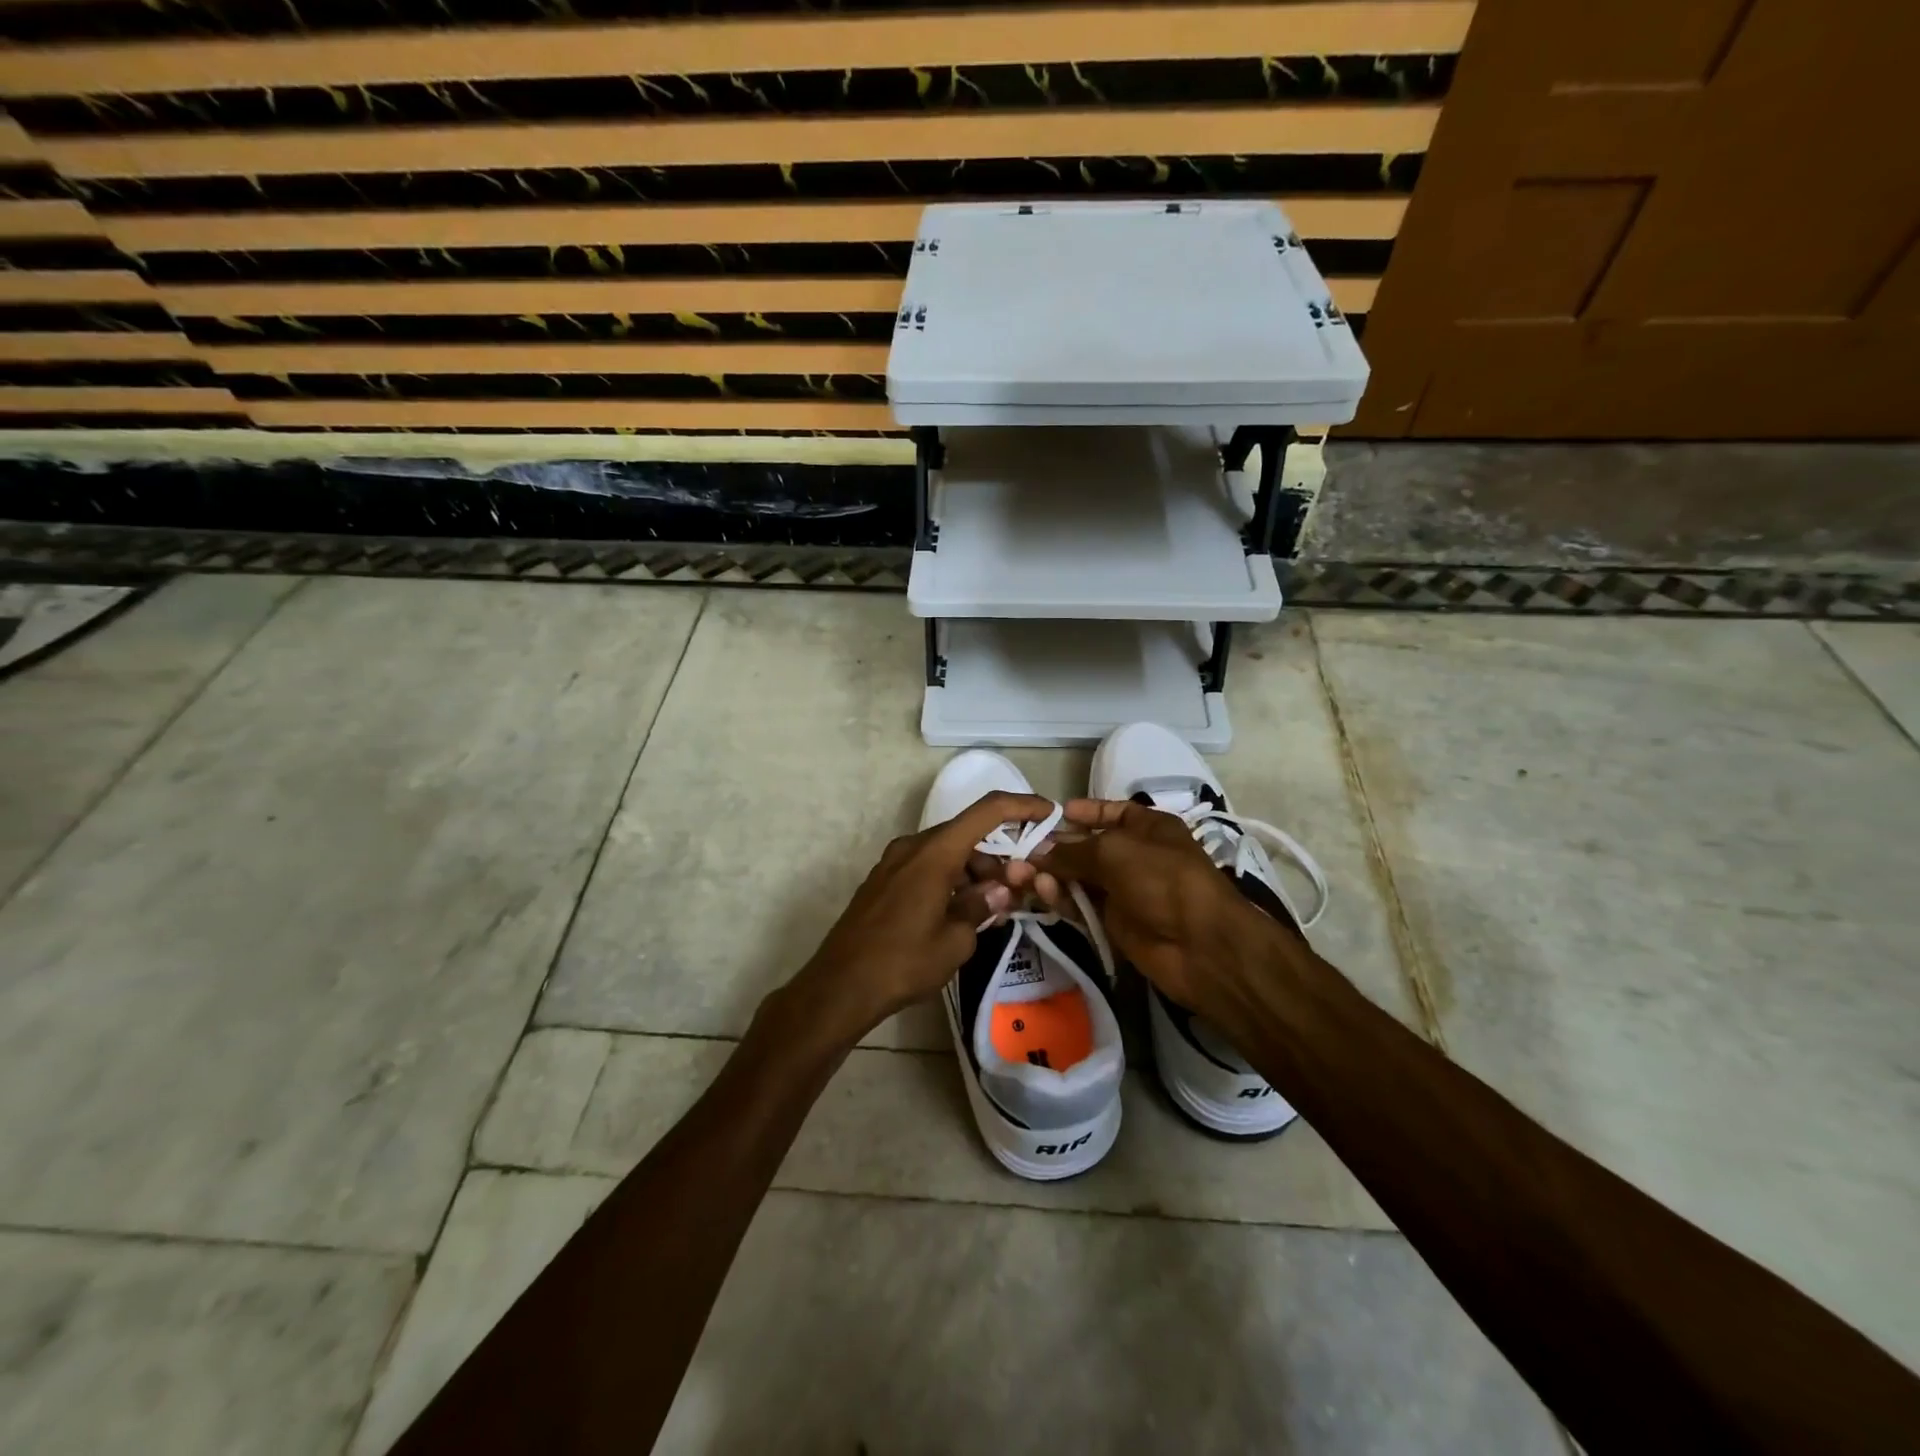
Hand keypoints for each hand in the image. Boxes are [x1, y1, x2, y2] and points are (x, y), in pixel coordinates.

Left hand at [781, 790, 1056, 1044]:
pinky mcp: (884, 880)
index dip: (1022, 805)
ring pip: (947, 851)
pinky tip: (962, 911)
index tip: (1049, 814)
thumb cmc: (902, 963)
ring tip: (993, 908)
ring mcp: (894, 862)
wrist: (839, 986)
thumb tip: (999, 891)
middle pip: (967, 833)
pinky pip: (928, 866)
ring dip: (975, 870)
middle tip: (1022, 886)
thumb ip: (982, 906)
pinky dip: (952, 878)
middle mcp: (913, 846)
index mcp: (935, 853)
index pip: (987, 811)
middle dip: (1000, 854)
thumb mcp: (956, 941)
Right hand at [1017, 799, 1290, 1018]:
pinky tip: (1040, 893)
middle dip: (1054, 848)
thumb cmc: (1163, 880)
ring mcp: (1123, 891)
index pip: (1111, 812)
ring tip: (1021, 875)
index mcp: (1147, 828)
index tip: (1051, 815)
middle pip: (1086, 847)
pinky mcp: (1113, 923)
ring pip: (1078, 878)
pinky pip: (1080, 905)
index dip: (1083, 812)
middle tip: (1019, 852)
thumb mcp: (1115, 851)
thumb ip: (1072, 850)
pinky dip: (1060, 898)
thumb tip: (1039, 853)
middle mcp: (1134, 856)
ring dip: (1051, 875)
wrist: (1200, 946)